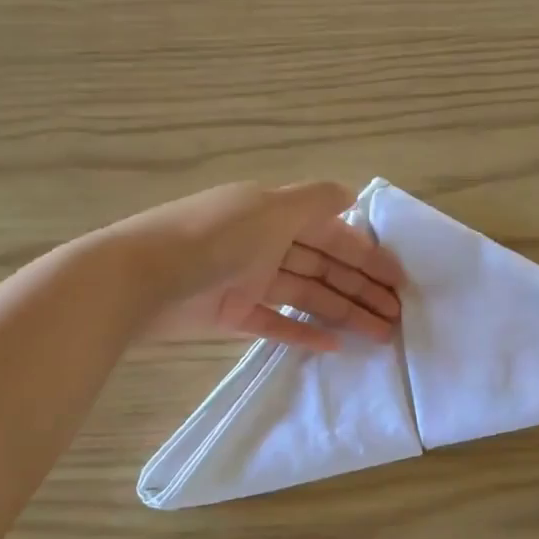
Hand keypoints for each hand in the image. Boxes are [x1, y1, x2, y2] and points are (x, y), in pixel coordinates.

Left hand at [111, 180, 402, 351]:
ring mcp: (248, 280)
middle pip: (325, 267)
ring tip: (379, 335)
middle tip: (399, 316)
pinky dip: (304, 331)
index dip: (367, 255)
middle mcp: (265, 243)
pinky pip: (276, 323)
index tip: (399, 280)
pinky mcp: (231, 314)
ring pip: (307, 296)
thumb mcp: (268, 209)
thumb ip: (314, 201)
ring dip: (344, 313)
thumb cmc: (212, 238)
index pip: (332, 233)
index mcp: (275, 214)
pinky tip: (334, 345)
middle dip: (363, 290)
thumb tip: (352, 193)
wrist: (139, 278)